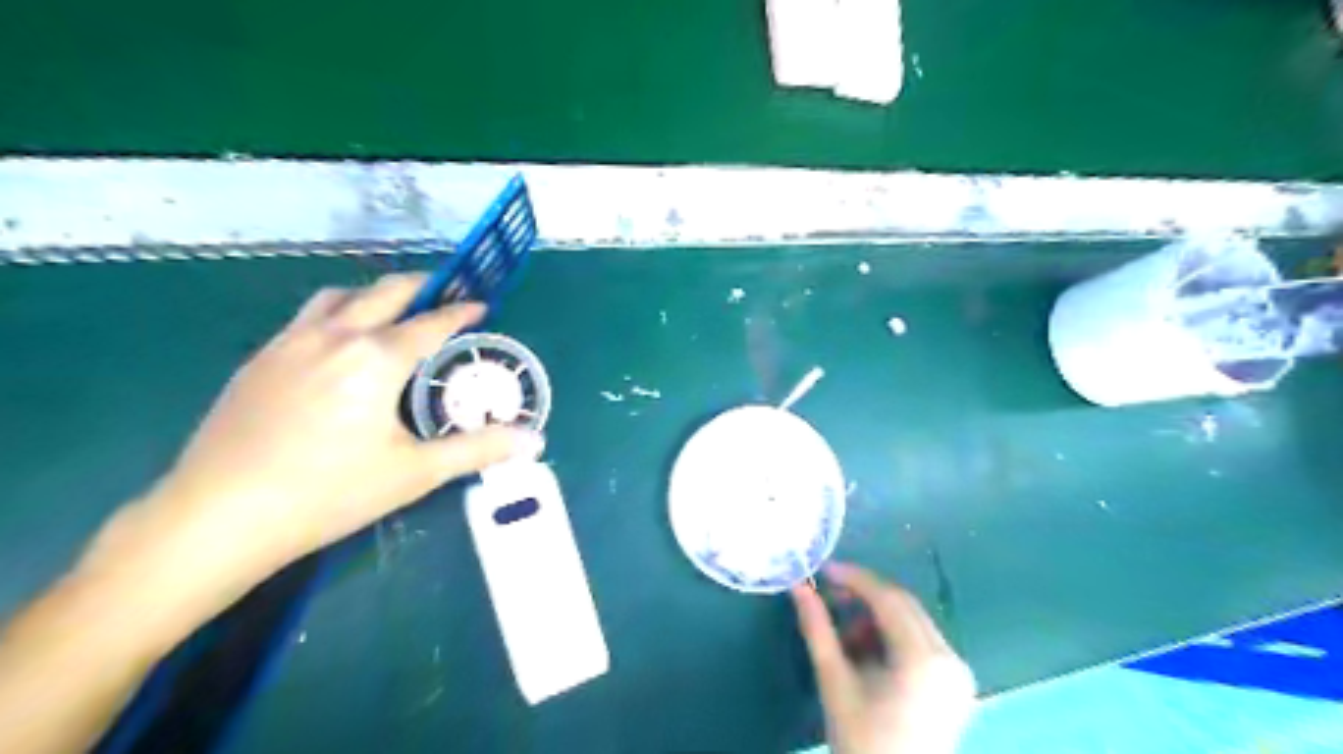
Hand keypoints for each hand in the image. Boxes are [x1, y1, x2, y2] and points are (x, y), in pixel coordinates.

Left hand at [128, 273, 538, 592]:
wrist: (219, 516)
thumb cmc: (329, 492)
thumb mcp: (415, 473)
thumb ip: (478, 449)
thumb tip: (534, 440)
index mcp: (377, 358)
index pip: (431, 323)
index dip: (461, 312)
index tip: (481, 304)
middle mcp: (335, 336)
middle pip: (385, 292)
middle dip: (421, 286)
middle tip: (444, 293)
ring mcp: (290, 343)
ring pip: (339, 296)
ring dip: (373, 295)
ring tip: (392, 311)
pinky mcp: (259, 359)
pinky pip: (307, 317)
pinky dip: (337, 313)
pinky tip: (338, 344)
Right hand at [791, 562, 984, 753]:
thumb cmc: (861, 742)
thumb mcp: (834, 681)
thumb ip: (817, 629)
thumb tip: (798, 587)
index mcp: (923, 659)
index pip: (888, 598)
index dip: (854, 578)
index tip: (824, 570)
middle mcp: (950, 658)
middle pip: (904, 605)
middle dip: (865, 596)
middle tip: (830, 597)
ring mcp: (959, 672)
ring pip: (913, 621)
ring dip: (878, 618)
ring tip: (846, 638)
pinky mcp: (958, 684)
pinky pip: (923, 641)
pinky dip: (894, 637)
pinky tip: (869, 655)